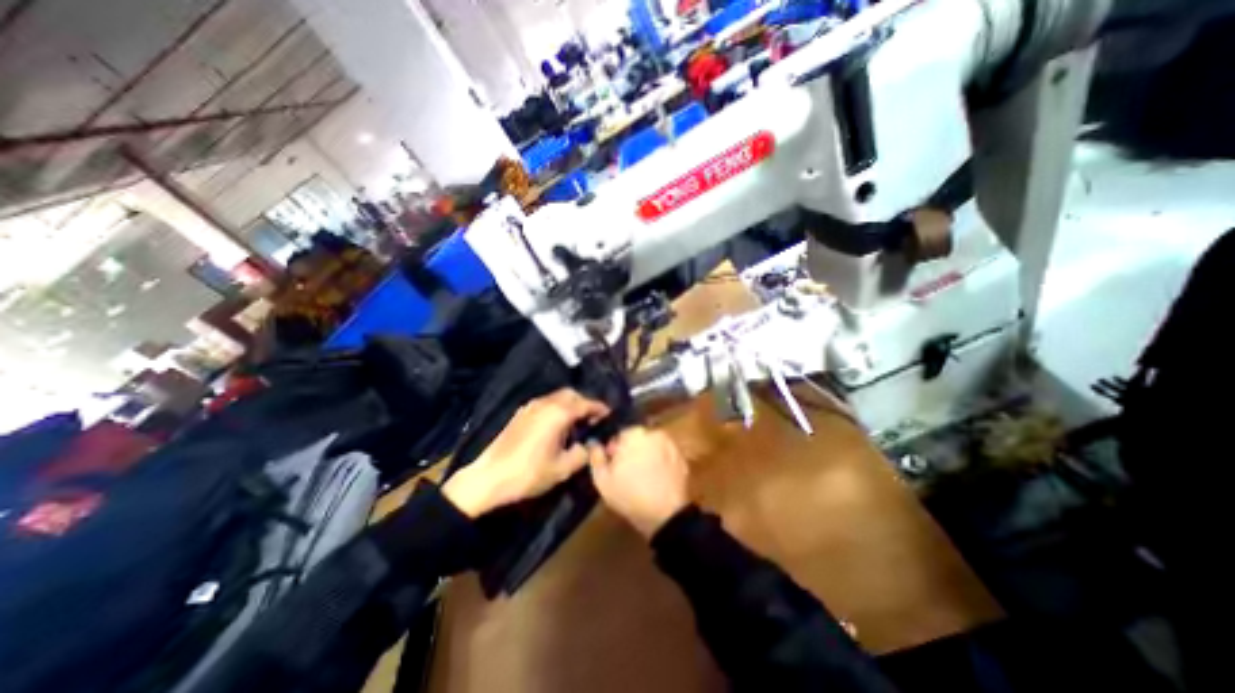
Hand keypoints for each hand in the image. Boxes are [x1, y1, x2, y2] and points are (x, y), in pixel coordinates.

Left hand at [443, 387, 606, 516]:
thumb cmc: (529, 473)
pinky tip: (557, 426)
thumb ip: (583, 453)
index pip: (586, 403)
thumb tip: (592, 444)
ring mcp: (531, 406)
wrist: (489, 477)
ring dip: (570, 405)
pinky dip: (557, 409)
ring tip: (577, 424)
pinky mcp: (521, 413)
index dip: (600, 409)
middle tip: (593, 420)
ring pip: (557, 397)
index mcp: (559, 412)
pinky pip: (546, 403)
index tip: (610, 416)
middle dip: (585, 403)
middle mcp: (545, 403)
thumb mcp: (563, 468)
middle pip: (571, 394)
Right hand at [586, 426, 685, 538]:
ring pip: (652, 447)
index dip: (614, 449)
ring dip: (646, 456)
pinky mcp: (681, 458)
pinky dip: (660, 464)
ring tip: (642, 478)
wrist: (665, 515)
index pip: (620, 434)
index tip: (613, 464)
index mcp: (634, 433)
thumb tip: (593, 443)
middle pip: (637, 439)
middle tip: (626, 472)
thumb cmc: (629, 495)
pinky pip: (665, 456)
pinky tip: (656, 480)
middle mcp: (654, 433)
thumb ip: (595, 456)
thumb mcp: (602, 479)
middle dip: (631, 451)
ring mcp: (671, 445)